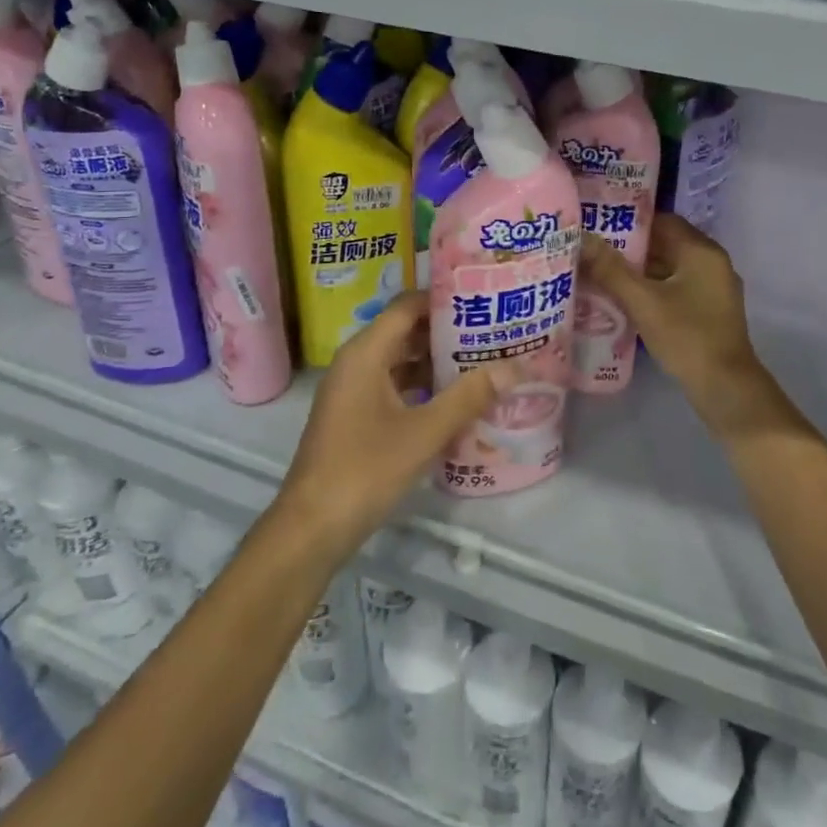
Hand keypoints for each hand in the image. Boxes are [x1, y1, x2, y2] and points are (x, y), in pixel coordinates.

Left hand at [278, 292, 508, 556]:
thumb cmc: (364, 470)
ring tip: (484, 358)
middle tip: (494, 329)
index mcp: (366, 353)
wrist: (311, 530)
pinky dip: (424, 385)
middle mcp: (357, 362)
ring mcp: (355, 391)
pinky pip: (396, 385)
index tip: (483, 297)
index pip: (408, 305)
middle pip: (406, 330)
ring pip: (402, 360)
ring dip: (438, 359)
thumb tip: (515, 367)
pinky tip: (457, 398)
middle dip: (448, 329)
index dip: (444, 298)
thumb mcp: (424, 432)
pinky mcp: (357, 416)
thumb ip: (469, 397)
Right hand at [580, 215, 773, 433]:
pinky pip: (677, 287)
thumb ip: (610, 269)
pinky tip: (627, 299)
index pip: (662, 221)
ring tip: (602, 273)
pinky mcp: (711, 310)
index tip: (599, 227)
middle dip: (631, 248)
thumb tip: (581, 237)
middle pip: (666, 244)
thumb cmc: (686, 337)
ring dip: (641, 270)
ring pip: (671, 267)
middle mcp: (712, 262)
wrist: (726, 388)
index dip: (629, 222)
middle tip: (594, 251)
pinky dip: (654, 288)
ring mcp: (714, 287)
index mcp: (702, 251)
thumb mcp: (643, 302)